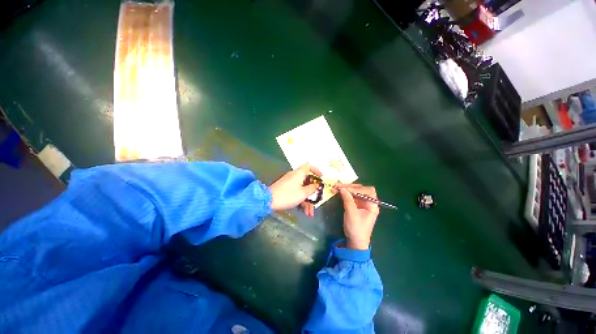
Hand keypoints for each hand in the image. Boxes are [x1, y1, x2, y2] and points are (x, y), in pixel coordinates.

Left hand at [269, 163, 321, 215]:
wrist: (268, 200)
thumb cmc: (288, 195)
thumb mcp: (303, 193)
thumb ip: (312, 189)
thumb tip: (317, 185)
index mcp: (299, 173)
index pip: (309, 166)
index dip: (316, 170)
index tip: (321, 178)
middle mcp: (294, 176)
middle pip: (307, 181)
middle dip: (313, 192)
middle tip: (317, 199)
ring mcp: (289, 182)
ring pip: (302, 189)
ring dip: (307, 200)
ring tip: (310, 212)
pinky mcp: (285, 188)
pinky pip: (296, 192)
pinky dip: (301, 200)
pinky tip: (304, 211)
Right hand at [337, 183, 379, 249]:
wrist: (355, 241)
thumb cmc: (357, 228)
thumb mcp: (352, 213)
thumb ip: (347, 199)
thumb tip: (342, 188)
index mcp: (372, 204)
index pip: (368, 191)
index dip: (357, 188)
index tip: (346, 189)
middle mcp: (368, 202)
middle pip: (360, 189)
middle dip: (349, 187)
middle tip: (338, 185)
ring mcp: (361, 203)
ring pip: (354, 192)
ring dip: (345, 189)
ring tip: (335, 187)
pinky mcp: (355, 205)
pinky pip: (350, 196)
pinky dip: (344, 193)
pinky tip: (337, 191)